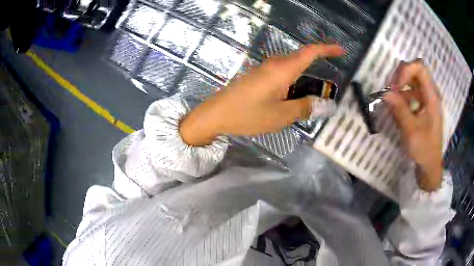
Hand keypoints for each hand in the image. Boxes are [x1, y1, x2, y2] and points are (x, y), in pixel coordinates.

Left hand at [180, 44, 343, 145]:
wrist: (216, 115)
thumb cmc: (248, 114)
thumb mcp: (281, 115)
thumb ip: (305, 107)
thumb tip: (325, 104)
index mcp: (283, 69)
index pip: (310, 52)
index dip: (327, 49)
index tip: (341, 50)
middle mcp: (275, 64)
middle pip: (302, 62)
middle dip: (317, 74)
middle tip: (325, 93)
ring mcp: (264, 70)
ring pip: (292, 71)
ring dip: (303, 83)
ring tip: (308, 102)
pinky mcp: (258, 77)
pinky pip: (282, 77)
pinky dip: (292, 86)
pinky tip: (291, 101)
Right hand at [383, 61, 442, 191]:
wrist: (430, 166)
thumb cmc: (424, 150)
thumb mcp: (411, 131)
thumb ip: (399, 110)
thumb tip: (385, 93)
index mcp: (432, 97)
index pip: (419, 68)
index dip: (405, 71)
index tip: (395, 87)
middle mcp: (430, 94)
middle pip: (415, 72)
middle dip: (400, 78)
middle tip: (390, 92)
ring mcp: (427, 100)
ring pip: (412, 82)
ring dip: (400, 88)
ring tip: (392, 102)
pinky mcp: (423, 107)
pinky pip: (411, 94)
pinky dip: (402, 97)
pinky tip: (397, 110)